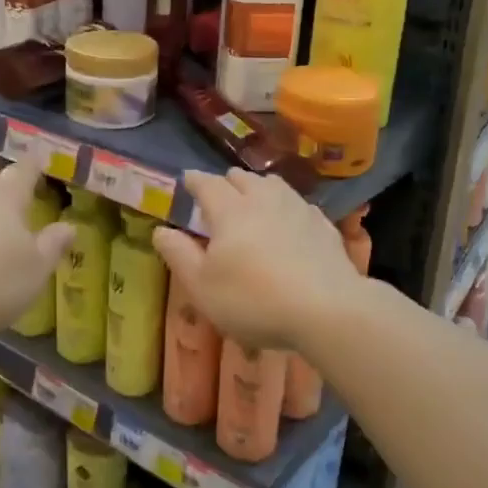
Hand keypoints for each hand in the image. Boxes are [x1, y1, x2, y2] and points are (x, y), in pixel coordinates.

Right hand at [152, 170, 360, 351]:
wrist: (327, 310)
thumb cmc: (254, 300)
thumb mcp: (202, 286)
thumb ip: (178, 255)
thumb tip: (161, 230)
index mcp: (230, 210)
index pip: (207, 183)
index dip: (194, 180)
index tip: (187, 180)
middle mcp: (264, 199)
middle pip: (242, 178)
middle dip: (227, 182)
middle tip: (219, 195)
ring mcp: (298, 209)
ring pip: (274, 185)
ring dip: (258, 188)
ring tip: (254, 201)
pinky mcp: (324, 225)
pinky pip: (299, 205)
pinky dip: (287, 207)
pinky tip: (289, 222)